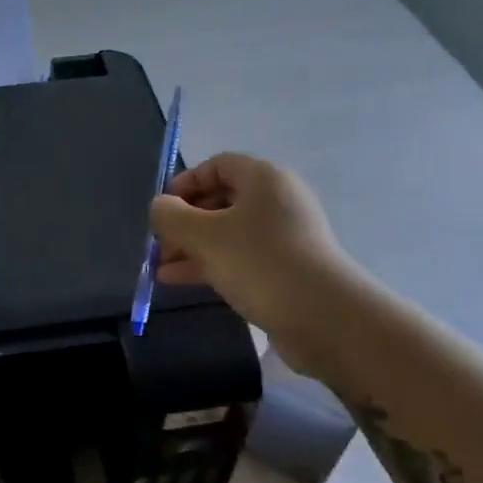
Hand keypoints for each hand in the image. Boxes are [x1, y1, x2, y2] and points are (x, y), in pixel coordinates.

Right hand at [150, 152, 346, 371]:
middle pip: (221, 200)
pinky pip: (240, 258)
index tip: (162, 210)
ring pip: (228, 233)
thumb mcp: (203, 236)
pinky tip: (179, 281)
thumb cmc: (259, 263)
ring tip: (160, 269)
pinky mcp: (287, 269)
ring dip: (192, 248)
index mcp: (264, 179)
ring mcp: (285, 237)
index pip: (218, 165)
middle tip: (158, 245)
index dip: (186, 182)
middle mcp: (277, 201)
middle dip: (184, 222)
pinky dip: (211, 265)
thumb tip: (160, 207)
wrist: (324, 317)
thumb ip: (171, 216)